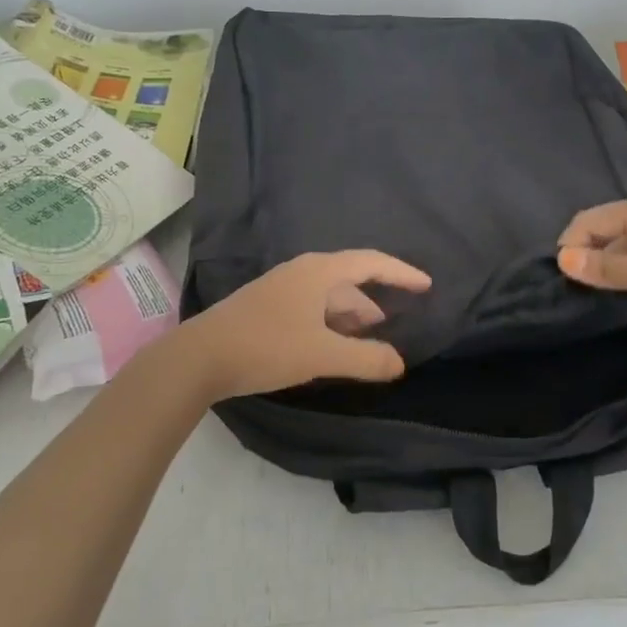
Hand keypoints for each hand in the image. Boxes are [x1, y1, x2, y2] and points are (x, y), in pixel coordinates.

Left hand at [179, 251, 431, 399]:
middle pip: (349, 281)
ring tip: (365, 342)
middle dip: (373, 303)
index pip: (371, 263)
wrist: (200, 357)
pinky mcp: (266, 308)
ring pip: (327, 298)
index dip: (401, 273)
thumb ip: (366, 359)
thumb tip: (400, 363)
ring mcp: (280, 289)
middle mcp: (301, 273)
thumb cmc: (266, 347)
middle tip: (391, 330)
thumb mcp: (322, 355)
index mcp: (319, 272)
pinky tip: (329, 347)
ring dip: (350, 317)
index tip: (426, 286)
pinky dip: (329, 324)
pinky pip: (310, 309)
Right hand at [556, 193, 626, 322]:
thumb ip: (607, 267)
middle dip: (587, 256)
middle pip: (604, 229)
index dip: (570, 247)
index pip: (587, 220)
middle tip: (579, 292)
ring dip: (610, 265)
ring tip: (602, 295)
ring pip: (624, 243)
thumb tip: (562, 260)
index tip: (564, 282)